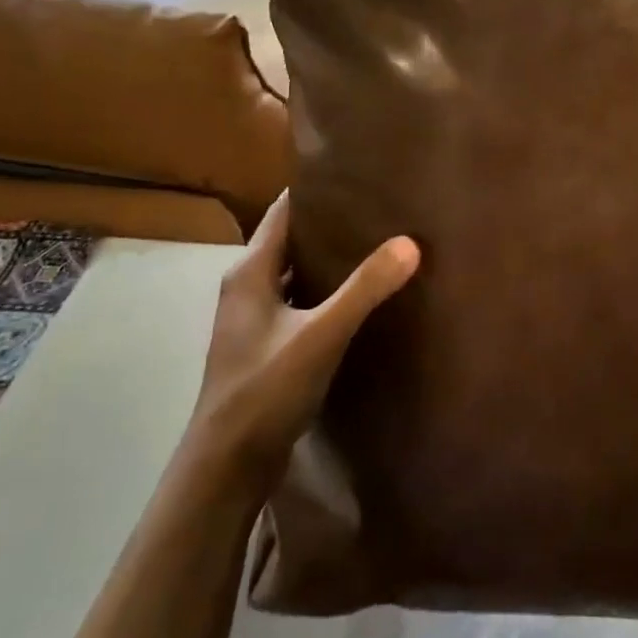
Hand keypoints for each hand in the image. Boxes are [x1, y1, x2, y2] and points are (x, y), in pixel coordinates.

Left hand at [191, 192, 418, 482]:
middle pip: (289, 240)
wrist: (227, 463)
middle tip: (379, 208)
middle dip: (329, 223)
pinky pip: (299, 302)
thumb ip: (364, 288)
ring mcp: (253, 319)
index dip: (315, 190)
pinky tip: (359, 299)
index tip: (356, 174)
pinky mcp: (265, 345)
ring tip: (376, 245)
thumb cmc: (266, 389)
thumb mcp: (321, 334)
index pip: (282, 211)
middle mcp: (246, 287)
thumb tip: (410, 242)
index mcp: (249, 272)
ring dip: (328, 260)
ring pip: (295, 274)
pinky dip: (325, 292)